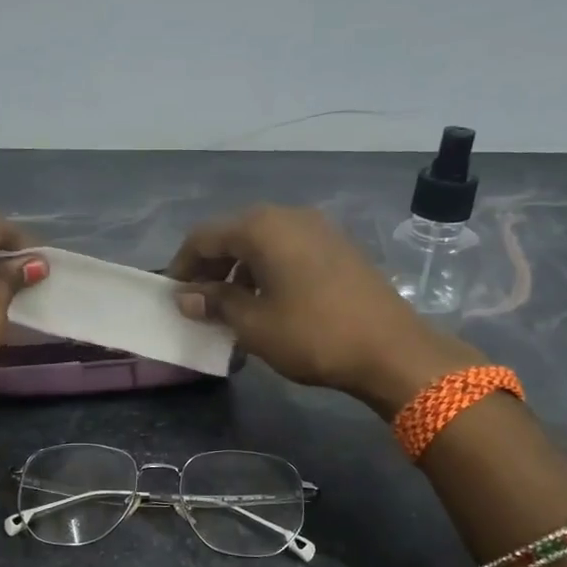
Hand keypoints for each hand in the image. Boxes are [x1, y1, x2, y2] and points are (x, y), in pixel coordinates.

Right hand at [168, 205, 485, 415]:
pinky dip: (267, 270)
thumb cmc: (313, 335)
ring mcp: (318, 229)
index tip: (173, 295)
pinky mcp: (338, 246)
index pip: (204, 236)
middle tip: (198, 303)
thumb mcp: (254, 324)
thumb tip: (186, 296)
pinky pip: (288, 250)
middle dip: (211, 267)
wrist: (392, 349)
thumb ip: (215, 303)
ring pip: (262, 242)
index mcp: (262, 227)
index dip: (182, 265)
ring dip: (239, 270)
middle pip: (234, 234)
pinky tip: (268, 303)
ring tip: (231, 308)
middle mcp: (289, 216)